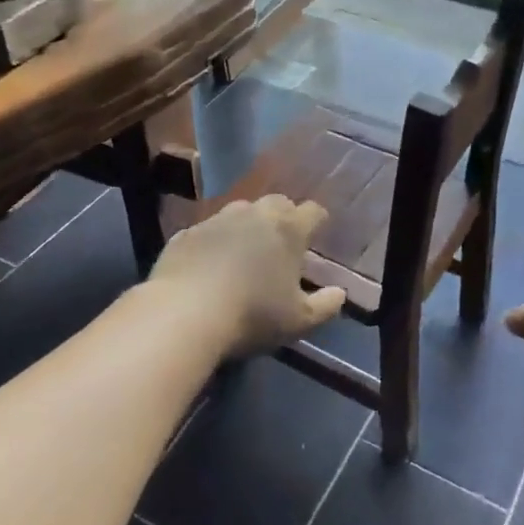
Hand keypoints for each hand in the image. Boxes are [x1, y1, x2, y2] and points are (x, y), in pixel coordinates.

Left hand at [151, 196, 346, 357]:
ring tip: (244, 255)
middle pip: (277, 203)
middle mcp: (255, 214)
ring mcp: (217, 220)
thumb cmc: (252, 315)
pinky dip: (213, 243)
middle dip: (283, 218)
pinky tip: (208, 267)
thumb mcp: (299, 321)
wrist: (183, 314)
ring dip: (247, 227)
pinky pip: (207, 232)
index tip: (316, 239)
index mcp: (288, 228)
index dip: (317, 223)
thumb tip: (340, 293)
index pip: (313, 211)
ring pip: (240, 212)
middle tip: (281, 246)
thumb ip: (326, 305)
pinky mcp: (186, 233)